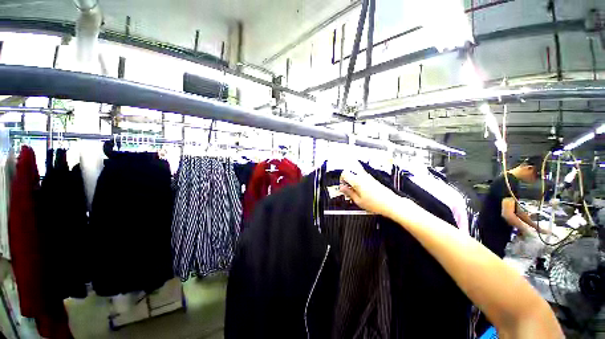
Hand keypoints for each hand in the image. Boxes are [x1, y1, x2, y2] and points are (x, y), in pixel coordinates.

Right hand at [339, 168, 400, 217]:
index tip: (342, 186)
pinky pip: (362, 177)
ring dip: (353, 180)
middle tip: (347, 188)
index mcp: (357, 181)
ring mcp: (369, 177)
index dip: (341, 179)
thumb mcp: (358, 201)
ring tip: (355, 191)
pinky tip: (362, 191)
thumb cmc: (376, 204)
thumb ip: (348, 193)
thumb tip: (342, 188)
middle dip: (347, 179)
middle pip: (350, 172)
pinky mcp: (373, 179)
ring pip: (356, 174)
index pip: (344, 173)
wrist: (391, 204)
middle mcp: (363, 176)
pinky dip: (359, 182)